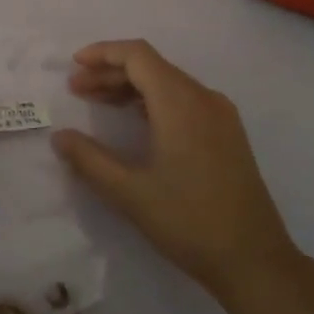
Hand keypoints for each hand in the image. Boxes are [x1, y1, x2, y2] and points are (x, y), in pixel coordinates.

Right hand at [52, 40, 294, 296]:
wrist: (254, 260)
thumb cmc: (188, 221)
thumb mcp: (129, 192)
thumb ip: (89, 159)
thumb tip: (60, 136)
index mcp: (181, 103)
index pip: (138, 56)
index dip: (103, 53)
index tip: (74, 66)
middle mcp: (204, 98)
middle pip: (153, 67)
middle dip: (111, 72)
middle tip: (77, 90)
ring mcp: (221, 116)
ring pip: (169, 84)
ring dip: (131, 88)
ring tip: (97, 103)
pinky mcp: (228, 135)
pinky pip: (185, 101)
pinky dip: (153, 102)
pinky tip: (135, 123)